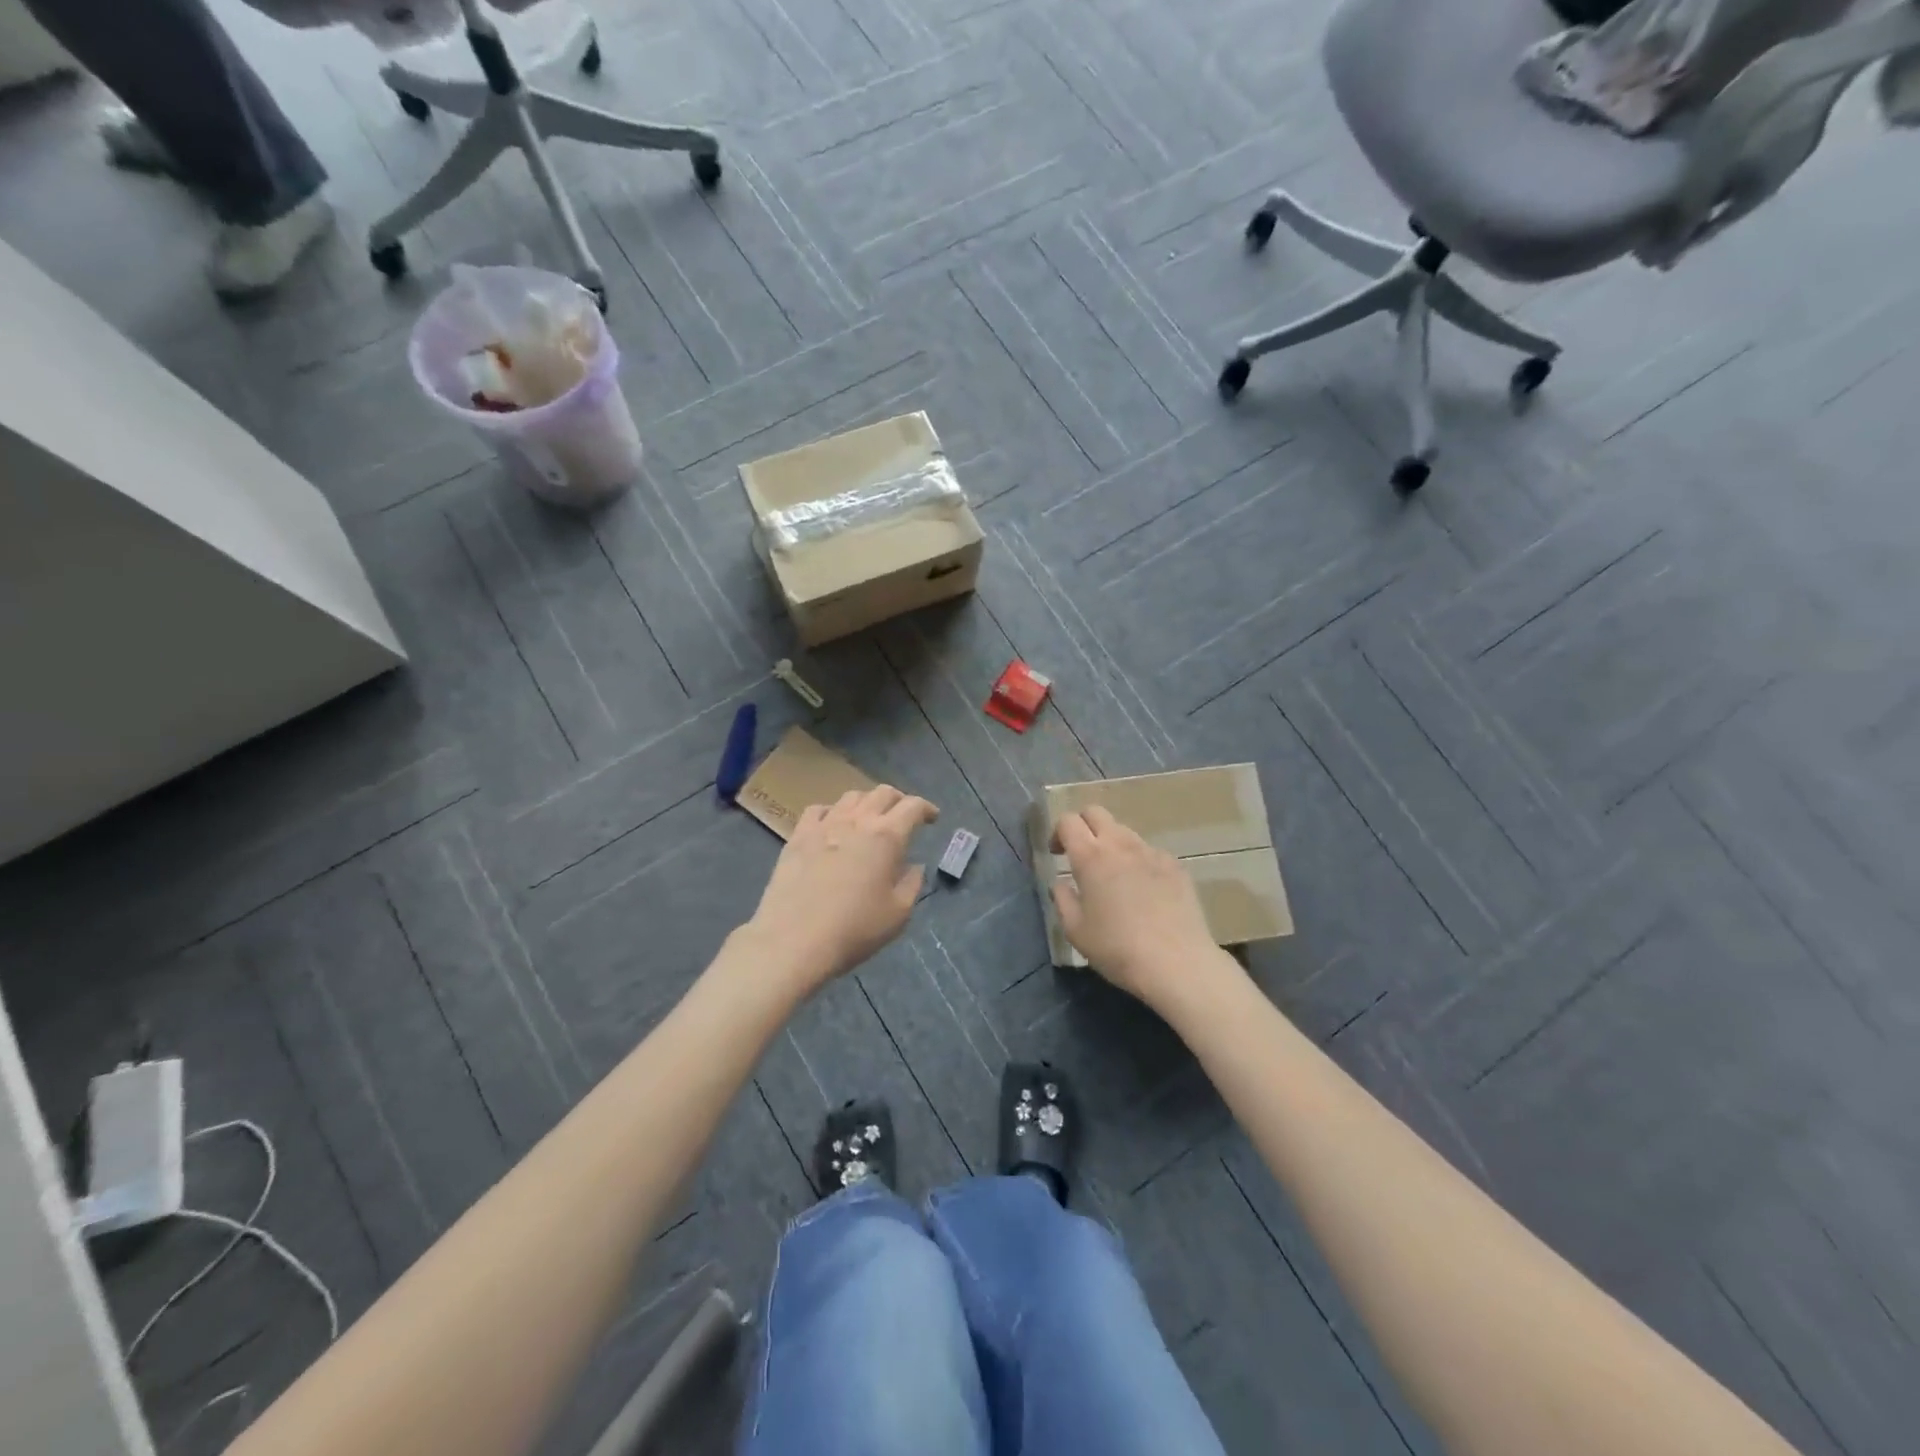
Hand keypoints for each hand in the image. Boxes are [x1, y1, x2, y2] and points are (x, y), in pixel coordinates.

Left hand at [747, 785, 937, 991]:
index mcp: (886, 837)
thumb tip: (913, 866)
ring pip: (851, 796)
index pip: (913, 807)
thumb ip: (911, 884)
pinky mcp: (798, 836)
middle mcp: (857, 821)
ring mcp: (824, 825)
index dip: (927, 808)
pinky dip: (833, 811)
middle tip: (904, 816)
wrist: (793, 940)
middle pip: (882, 793)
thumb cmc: (854, 930)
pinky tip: (832, 825)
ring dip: (867, 802)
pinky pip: (818, 810)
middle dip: (899, 800)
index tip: (933, 818)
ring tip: (869, 818)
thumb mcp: (898, 914)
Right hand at [1051, 806, 1220, 1004]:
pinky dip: (1138, 861)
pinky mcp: (1175, 865)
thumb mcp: (1076, 931)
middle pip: (1096, 812)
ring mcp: (1151, 852)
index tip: (1057, 854)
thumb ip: (1062, 899)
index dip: (1058, 832)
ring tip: (1113, 876)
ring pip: (1124, 831)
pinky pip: (1149, 852)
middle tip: (1080, 853)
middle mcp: (1120, 845)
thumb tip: (1060, 883)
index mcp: (1090, 857)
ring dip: (1111, 843)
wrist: (1177, 963)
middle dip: (1083, 825)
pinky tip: (1143, 891)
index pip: (1068, 821)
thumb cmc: (1118, 948)